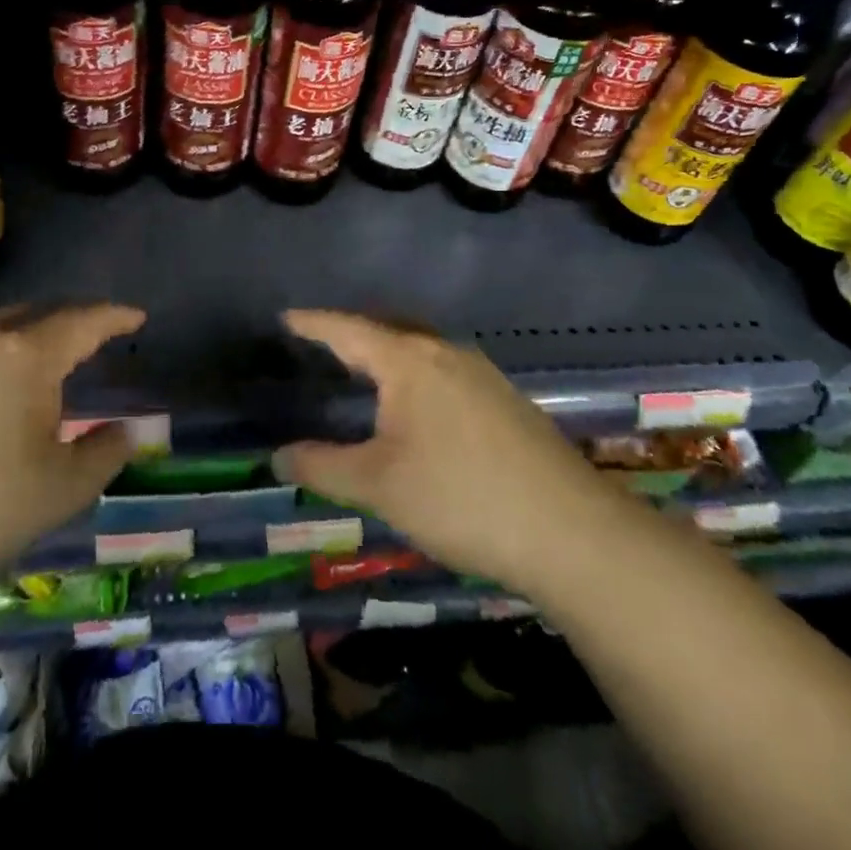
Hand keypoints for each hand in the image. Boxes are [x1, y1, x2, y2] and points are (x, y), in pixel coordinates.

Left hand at [0, 304, 144, 594]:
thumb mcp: (61, 491)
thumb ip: (104, 453)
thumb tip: (126, 430)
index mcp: (27, 356)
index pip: (83, 322)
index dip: (115, 316)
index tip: (136, 317)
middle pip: (36, 315)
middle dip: (70, 321)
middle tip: (92, 339)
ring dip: (24, 342)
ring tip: (40, 371)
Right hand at [274, 310, 614, 588]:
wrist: (572, 532)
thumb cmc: (460, 498)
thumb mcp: (378, 486)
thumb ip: (322, 467)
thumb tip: (278, 457)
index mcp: (409, 361)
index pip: (348, 330)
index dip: (313, 324)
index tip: (286, 317)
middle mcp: (446, 353)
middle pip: (388, 330)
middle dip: (352, 334)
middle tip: (320, 344)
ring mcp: (482, 373)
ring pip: (421, 349)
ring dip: (388, 354)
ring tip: (363, 371)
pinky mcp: (505, 399)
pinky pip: (445, 370)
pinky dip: (416, 374)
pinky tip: (418, 406)